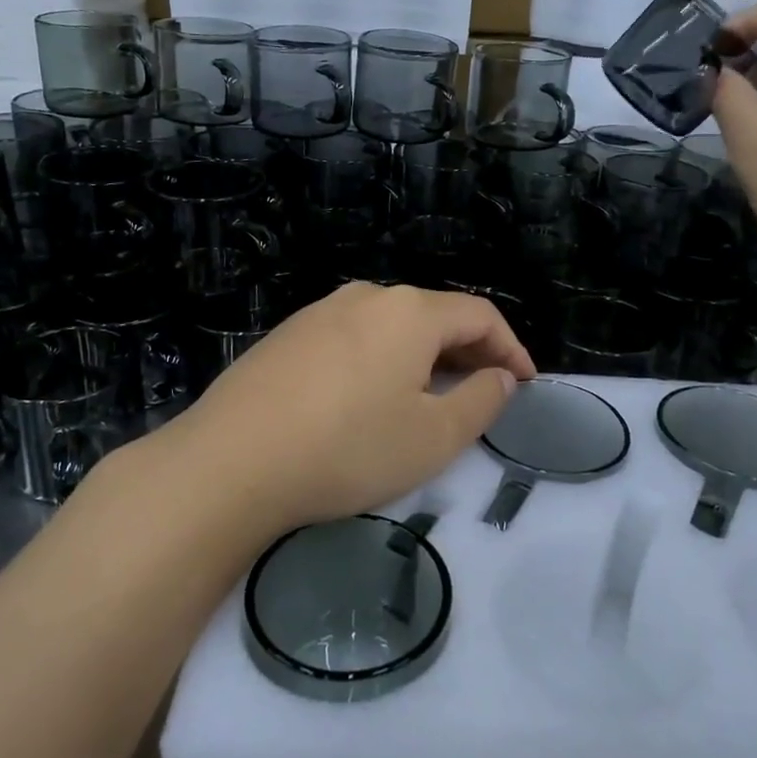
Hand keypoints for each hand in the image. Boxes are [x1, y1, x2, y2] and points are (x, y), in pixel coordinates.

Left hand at [168, 284, 535, 532]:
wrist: (230, 461)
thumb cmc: (348, 448)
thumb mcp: (433, 437)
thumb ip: (481, 401)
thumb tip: (500, 376)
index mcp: (410, 312)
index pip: (479, 314)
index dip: (511, 347)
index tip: (525, 383)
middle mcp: (366, 297)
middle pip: (434, 315)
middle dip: (469, 351)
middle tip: (485, 392)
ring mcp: (320, 312)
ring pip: (391, 325)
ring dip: (423, 355)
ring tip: (430, 395)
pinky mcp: (288, 335)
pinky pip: (353, 337)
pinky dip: (382, 359)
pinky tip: (370, 395)